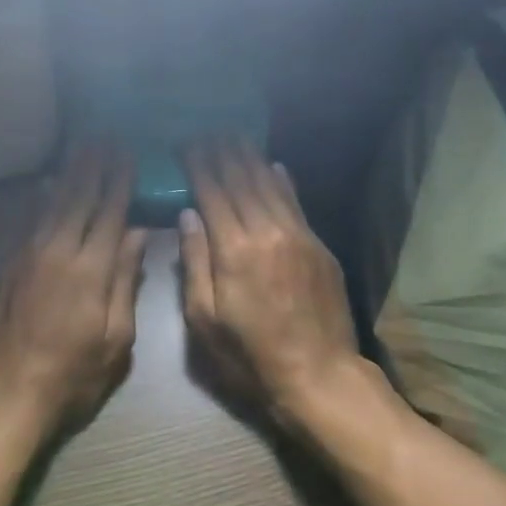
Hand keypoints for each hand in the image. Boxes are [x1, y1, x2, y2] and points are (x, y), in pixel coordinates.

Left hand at [0, 148, 148, 445]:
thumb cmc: (70, 376)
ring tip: (81, 148)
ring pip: (52, 204)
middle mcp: (58, 251)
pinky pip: (30, 222)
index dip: (120, 182)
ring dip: (69, 174)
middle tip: (105, 138)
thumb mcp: (115, 341)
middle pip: (79, 199)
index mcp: (91, 270)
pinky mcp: (6, 267)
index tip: (128, 154)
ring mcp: (27, 256)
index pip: (110, 213)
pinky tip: (46, 187)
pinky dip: (42, 199)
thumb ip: (125, 283)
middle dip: (95, 167)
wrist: (2, 394)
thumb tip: (137, 236)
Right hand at [179, 139, 359, 422]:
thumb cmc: (249, 356)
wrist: (318, 375)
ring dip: (251, 158)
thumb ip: (194, 262)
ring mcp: (298, 236)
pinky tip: (274, 165)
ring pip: (270, 185)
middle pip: (241, 180)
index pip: (212, 193)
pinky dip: (282, 181)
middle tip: (208, 131)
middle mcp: (266, 232)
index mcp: (233, 250)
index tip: (186, 144)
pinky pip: (296, 203)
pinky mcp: (318, 246)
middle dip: (222, 153)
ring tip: (235, 136)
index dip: (198, 165)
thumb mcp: (204, 319)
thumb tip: (188, 214)